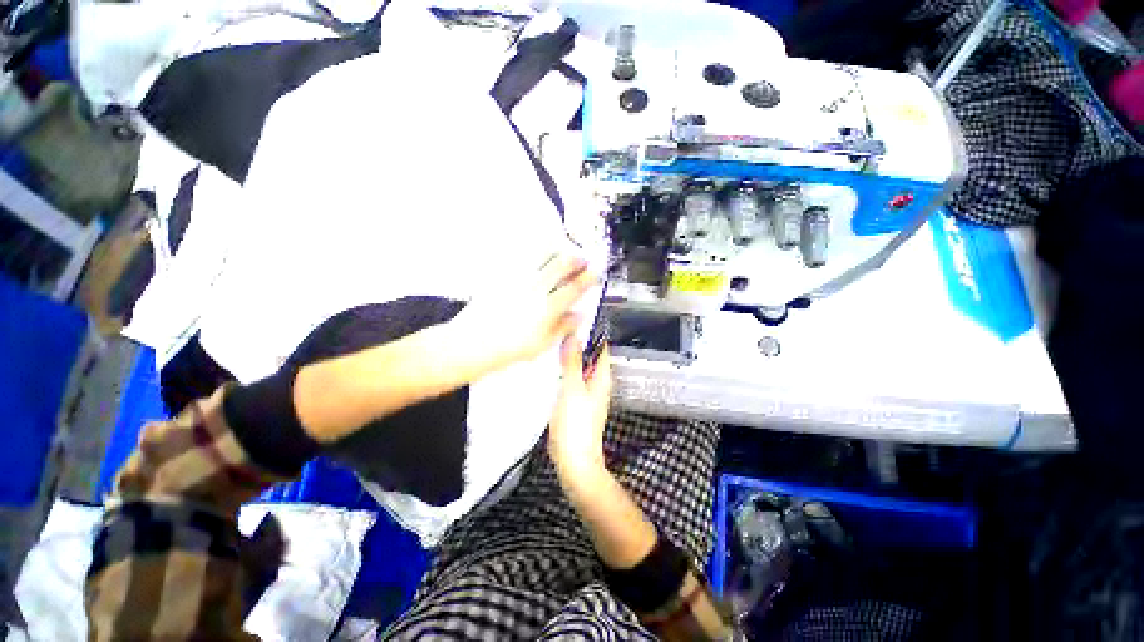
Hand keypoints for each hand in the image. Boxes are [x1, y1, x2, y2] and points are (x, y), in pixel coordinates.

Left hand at [453, 253, 596, 372]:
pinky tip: (539, 257)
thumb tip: (580, 314)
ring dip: (557, 251)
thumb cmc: (509, 348)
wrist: (472, 342)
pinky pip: (523, 257)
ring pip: (542, 256)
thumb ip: (563, 327)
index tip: (596, 273)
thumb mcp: (542, 344)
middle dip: (576, 258)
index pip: (574, 287)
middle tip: (583, 258)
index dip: (588, 278)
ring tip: (563, 251)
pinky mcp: (503, 275)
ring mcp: (518, 279)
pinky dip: (536, 253)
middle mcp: (535, 289)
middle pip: (561, 265)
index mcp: (547, 308)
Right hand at [548, 334, 612, 481]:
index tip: (576, 318)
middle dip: (577, 342)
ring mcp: (586, 392)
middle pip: (589, 356)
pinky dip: (564, 369)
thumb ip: (572, 363)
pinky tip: (550, 365)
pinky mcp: (576, 401)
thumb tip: (574, 337)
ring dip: (569, 356)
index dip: (591, 332)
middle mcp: (597, 382)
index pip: (600, 347)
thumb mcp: (572, 389)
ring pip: (579, 367)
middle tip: (559, 327)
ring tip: (553, 341)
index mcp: (601, 377)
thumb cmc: (576, 425)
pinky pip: (572, 378)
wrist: (574, 461)